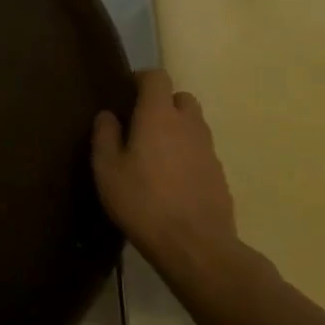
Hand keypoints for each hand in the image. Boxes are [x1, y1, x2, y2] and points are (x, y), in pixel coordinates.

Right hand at [92, 69, 241, 280]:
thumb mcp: (107, 169)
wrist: (196, 247)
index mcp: (158, 116)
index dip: (141, 79)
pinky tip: (172, 180)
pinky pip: (201, 151)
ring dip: (176, 130)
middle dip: (163, 103)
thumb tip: (108, 115)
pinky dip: (187, 154)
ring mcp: (209, 150)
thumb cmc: (143, 201)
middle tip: (141, 124)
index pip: (157, 77)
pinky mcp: (220, 175)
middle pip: (181, 98)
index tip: (126, 93)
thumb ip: (105, 135)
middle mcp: (188, 125)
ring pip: (194, 125)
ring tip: (155, 154)